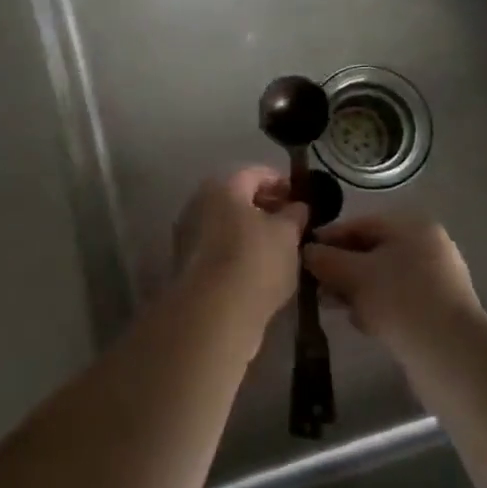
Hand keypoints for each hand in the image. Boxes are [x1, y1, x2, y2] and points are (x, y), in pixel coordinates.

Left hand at [172, 167, 308, 320]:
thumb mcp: (287, 235)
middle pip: (236, 197)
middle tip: (291, 223)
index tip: (300, 197)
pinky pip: (217, 246)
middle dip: (264, 206)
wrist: (212, 314)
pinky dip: (236, 250)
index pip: (255, 173)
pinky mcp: (186, 263)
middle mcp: (198, 203)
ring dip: (250, 230)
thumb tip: (297, 206)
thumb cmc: (255, 261)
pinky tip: (257, 268)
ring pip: (225, 223)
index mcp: (222, 186)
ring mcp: (188, 233)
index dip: (280, 182)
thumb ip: (294, 215)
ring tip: (278, 248)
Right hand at [303, 211, 486, 354]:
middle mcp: (428, 246)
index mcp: (412, 227)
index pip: (360, 224)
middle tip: (316, 287)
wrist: (451, 357)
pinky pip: (398, 299)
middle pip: (371, 251)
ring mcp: (437, 279)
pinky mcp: (438, 309)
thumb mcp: (353, 275)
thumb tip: (306, 251)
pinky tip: (362, 323)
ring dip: (356, 290)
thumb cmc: (399, 301)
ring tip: (334, 307)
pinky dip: (377, 306)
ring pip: (383, 277)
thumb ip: (325, 259)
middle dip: (341, 269)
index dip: (328, 238)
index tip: (303, 256)